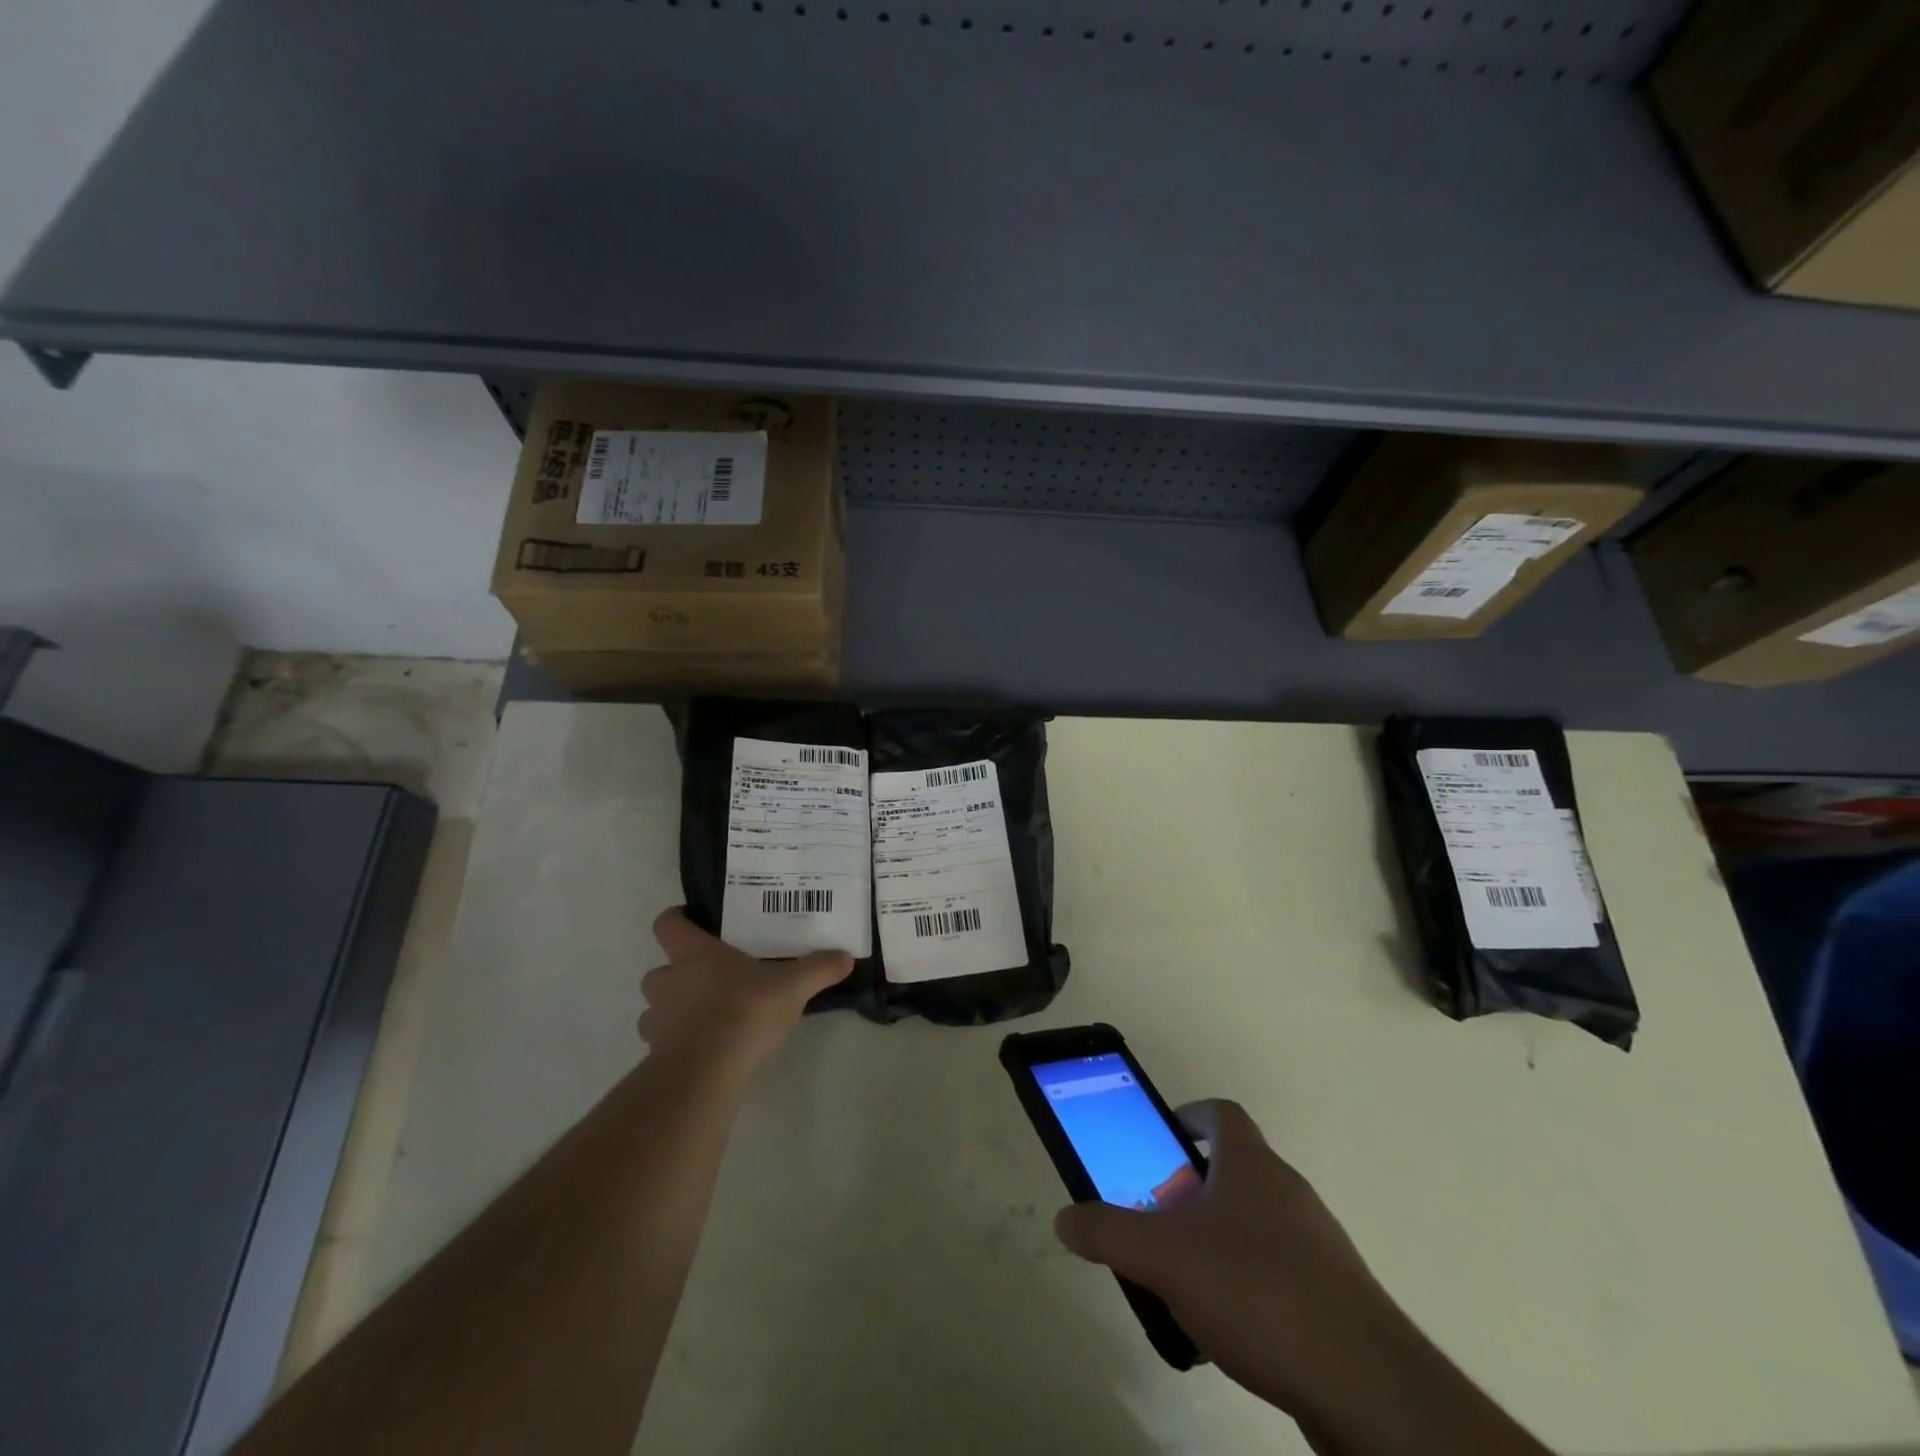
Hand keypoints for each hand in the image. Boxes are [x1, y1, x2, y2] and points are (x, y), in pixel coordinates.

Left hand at [639, 909, 852, 1076]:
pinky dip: (676, 1044)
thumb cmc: (745, 1011)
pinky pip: (661, 1044)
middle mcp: (669, 982)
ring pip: (655, 1009)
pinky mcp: (657, 1056)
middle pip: (658, 970)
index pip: (668, 924)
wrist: (706, 1070)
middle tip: (707, 979)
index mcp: (695, 955)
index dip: (676, 920)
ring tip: (704, 1018)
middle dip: (675, 974)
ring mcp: (658, 1021)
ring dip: (672, 1010)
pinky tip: (704, 1051)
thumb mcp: (793, 986)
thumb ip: (818, 969)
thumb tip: (846, 956)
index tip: (692, 922)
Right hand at [1053, 1100, 1418, 1424]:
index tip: (1162, 1139)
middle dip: (1192, 1189)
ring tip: (1185, 1280)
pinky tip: (1227, 1328)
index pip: (1221, 1114)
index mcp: (1252, 1164)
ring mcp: (1318, 1245)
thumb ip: (1108, 1232)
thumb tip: (1064, 1218)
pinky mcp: (1336, 1298)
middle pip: (1235, 1170)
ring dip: (1219, 1239)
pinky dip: (1248, 1285)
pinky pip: (1279, 1272)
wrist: (1366, 1386)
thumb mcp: (1163, 1257)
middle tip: (1158, 1219)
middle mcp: (1288, 1192)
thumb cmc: (1256, 1290)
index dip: (1190, 1117)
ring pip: (1256, 1224)